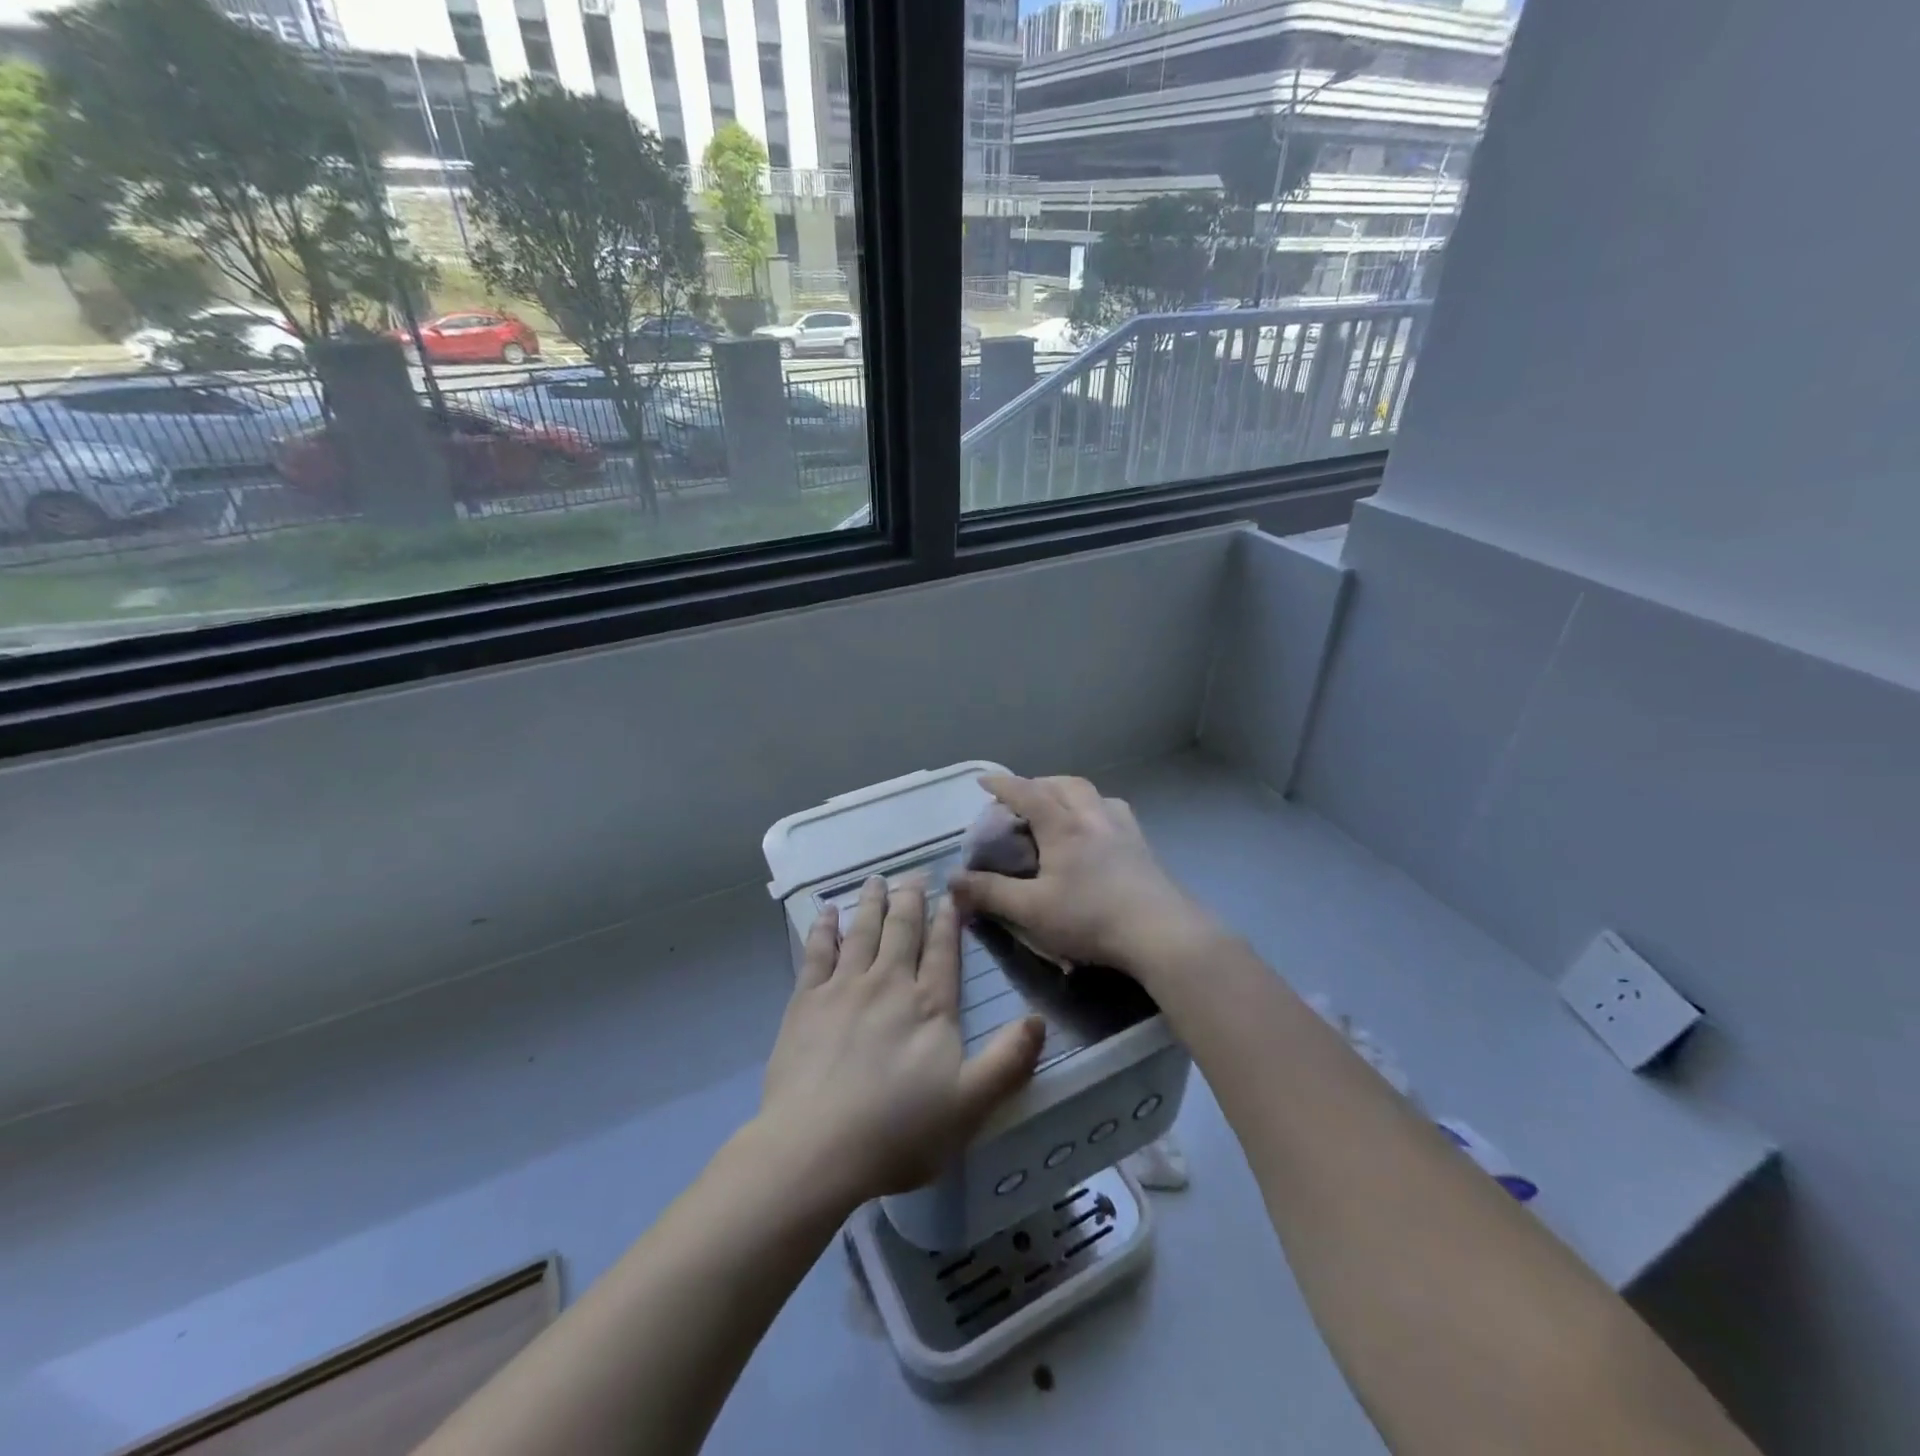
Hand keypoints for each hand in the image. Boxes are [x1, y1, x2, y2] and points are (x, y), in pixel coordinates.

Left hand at [759, 874, 1043, 1207]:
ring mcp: (843, 988)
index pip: (943, 951)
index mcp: (929, 1006)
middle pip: (902, 930)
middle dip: (911, 898)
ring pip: (862, 932)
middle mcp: (888, 984)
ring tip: (875, 880)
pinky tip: (826, 913)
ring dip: (871, 903)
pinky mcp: (805, 1001)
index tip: (952, 894)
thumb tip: (1038, 1019)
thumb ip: (1008, 1061)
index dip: (949, 921)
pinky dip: (824, 929)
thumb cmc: (898, 1131)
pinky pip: (817, 952)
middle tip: (914, 873)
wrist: (815, 1147)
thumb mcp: (970, 1105)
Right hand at [948, 775, 1218, 983]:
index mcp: (1063, 826)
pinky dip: (1096, 810)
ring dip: (1070, 792)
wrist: (1161, 932)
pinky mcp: (1143, 847)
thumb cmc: (1091, 917)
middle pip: (1063, 784)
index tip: (984, 780)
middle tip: (1022, 797)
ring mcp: (1123, 829)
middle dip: (1038, 784)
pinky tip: (1097, 831)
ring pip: (1093, 794)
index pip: (1026, 793)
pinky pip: (1114, 812)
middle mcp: (1093, 817)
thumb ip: (989, 893)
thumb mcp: (1031, 910)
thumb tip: (952, 881)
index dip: (1002, 784)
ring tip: (1059, 808)